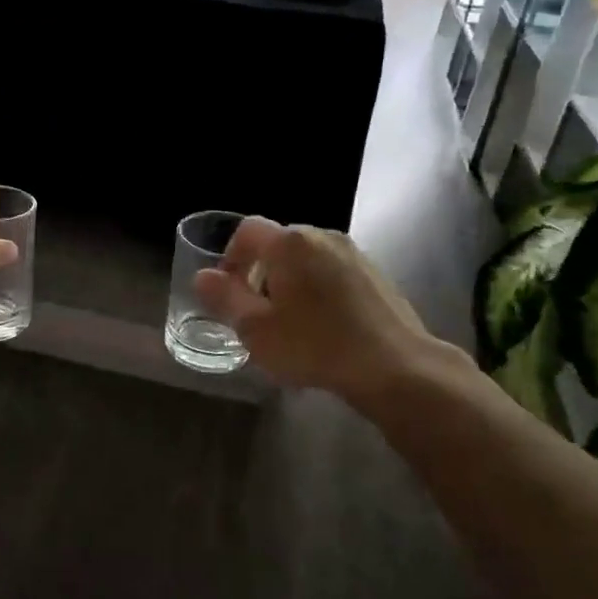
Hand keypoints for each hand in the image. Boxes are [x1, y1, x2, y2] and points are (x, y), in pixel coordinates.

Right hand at [192, 218, 474, 411]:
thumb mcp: (256, 330)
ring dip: (290, 280)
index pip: (246, 231)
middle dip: (260, 271)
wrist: (395, 366)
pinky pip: (333, 270)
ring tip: (291, 320)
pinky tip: (324, 324)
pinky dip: (319, 287)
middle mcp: (321, 236)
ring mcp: (353, 252)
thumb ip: (225, 298)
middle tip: (257, 310)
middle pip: (278, 243)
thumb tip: (203, 276)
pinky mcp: (375, 273)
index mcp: (289, 243)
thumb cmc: (315, 346)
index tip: (229, 291)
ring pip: (307, 257)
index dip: (230, 257)